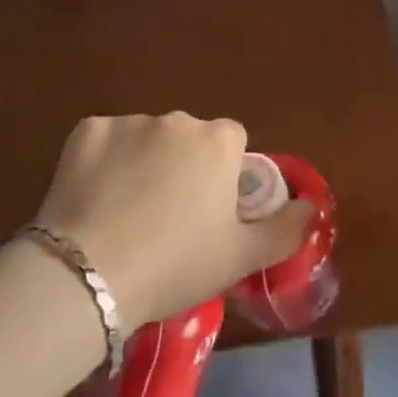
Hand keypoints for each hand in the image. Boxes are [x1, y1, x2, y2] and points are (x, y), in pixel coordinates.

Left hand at [34, 114, 316, 330]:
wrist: (89, 275)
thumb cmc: (175, 265)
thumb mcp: (240, 258)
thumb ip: (285, 229)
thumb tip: (311, 206)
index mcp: (218, 142)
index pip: (232, 144)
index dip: (223, 176)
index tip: (208, 212)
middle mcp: (177, 120)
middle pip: (189, 138)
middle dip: (183, 166)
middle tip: (167, 218)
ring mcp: (129, 122)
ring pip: (146, 139)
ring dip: (143, 163)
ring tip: (125, 214)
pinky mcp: (86, 131)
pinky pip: (105, 142)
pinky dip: (103, 162)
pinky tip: (94, 199)